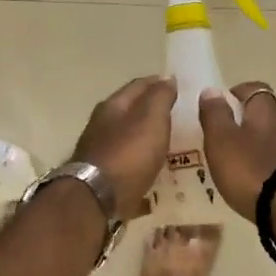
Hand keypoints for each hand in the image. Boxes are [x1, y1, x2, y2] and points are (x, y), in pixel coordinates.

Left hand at [70, 76, 176, 220]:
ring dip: (146, 140)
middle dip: (153, 113)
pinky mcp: (102, 177)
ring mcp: (99, 152)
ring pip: (128, 139)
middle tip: (178, 118)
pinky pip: (127, 166)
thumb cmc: (128, 154)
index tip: (179, 86)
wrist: (95, 199)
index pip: (139, 85)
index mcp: (113, 106)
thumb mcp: (151, 120)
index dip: (159, 83)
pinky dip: (141, 165)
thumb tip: (167, 77)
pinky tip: (155, 173)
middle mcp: (102, 125)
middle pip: (131, 113)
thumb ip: (160, 98)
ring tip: (170, 146)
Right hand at [198, 82, 275, 220]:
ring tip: (251, 165)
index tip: (226, 104)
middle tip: (235, 141)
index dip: (240, 94)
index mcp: (266, 111)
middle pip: (271, 115)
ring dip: (269, 146)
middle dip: (254, 123)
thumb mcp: (221, 142)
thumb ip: (215, 115)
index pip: (255, 89)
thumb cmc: (252, 170)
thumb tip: (211, 90)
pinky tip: (271, 182)